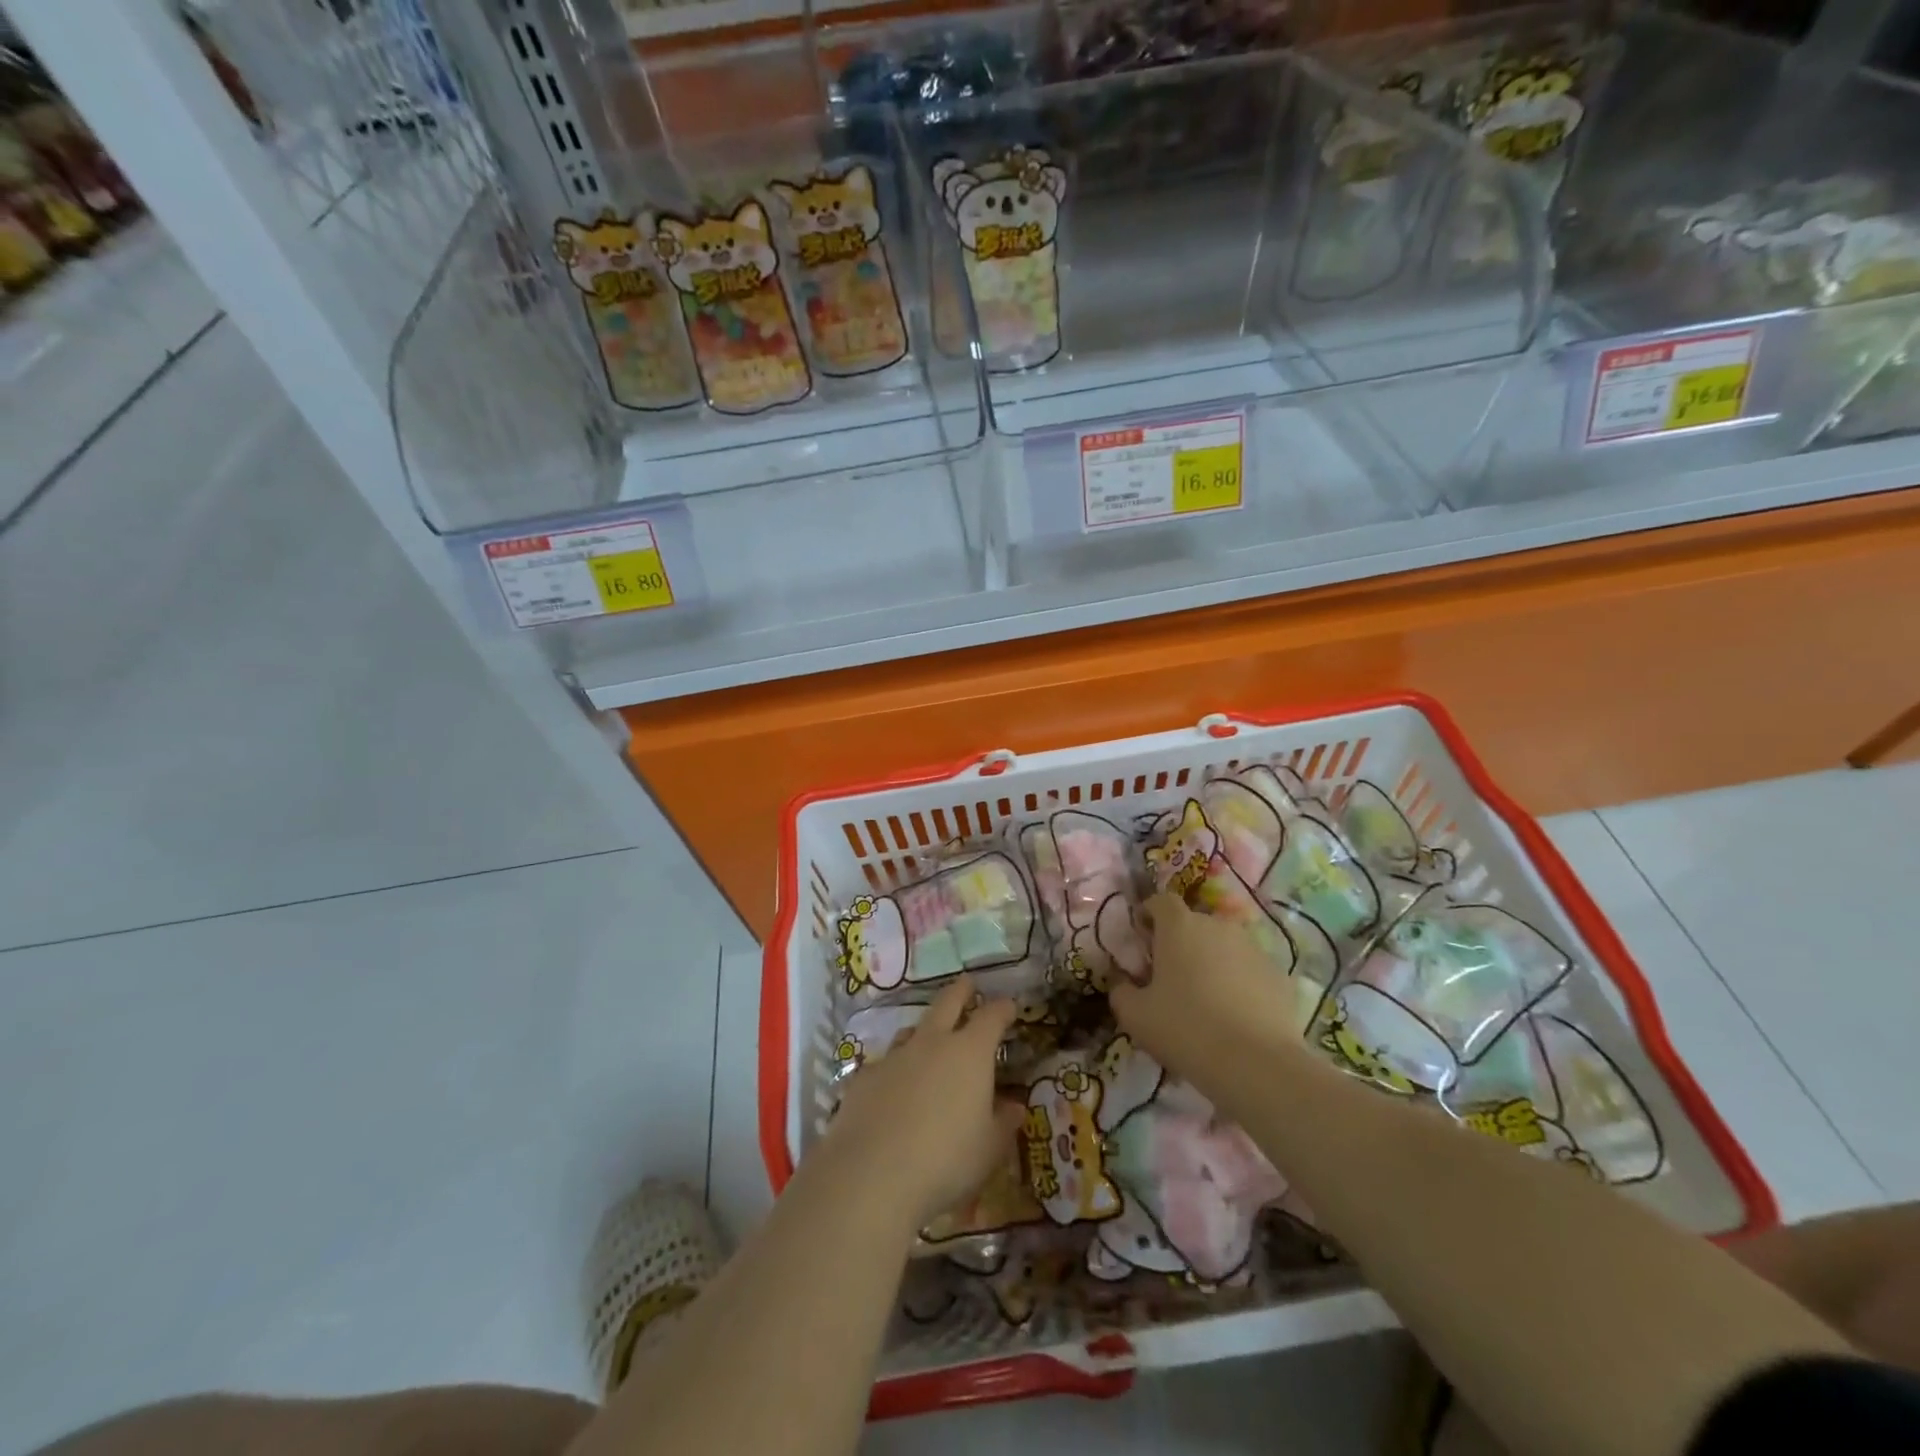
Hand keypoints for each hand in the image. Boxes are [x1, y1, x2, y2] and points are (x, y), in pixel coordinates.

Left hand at [816, 977, 1024, 1231]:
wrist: (872, 1174)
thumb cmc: (946, 1160)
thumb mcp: (989, 1149)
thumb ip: (1003, 1123)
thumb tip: (1014, 1106)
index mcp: (970, 1053)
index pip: (991, 1016)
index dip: (1002, 1008)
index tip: (1009, 1006)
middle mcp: (932, 1043)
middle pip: (947, 1002)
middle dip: (960, 991)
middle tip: (967, 983)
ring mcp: (894, 1056)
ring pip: (912, 1029)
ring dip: (925, 1029)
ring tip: (930, 1035)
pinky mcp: (864, 1077)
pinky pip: (885, 1063)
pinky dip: (896, 1068)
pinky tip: (894, 1087)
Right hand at [1111, 892, 1314, 1085]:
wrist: (1257, 1064)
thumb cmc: (1186, 1029)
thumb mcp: (1135, 1016)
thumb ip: (1121, 991)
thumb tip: (1123, 983)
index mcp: (1179, 926)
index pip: (1160, 901)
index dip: (1149, 915)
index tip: (1143, 938)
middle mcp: (1217, 926)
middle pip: (1193, 924)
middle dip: (1180, 943)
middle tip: (1171, 977)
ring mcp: (1253, 948)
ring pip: (1224, 946)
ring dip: (1212, 961)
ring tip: (1206, 998)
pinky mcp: (1279, 974)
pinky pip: (1249, 970)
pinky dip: (1240, 982)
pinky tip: (1236, 1015)